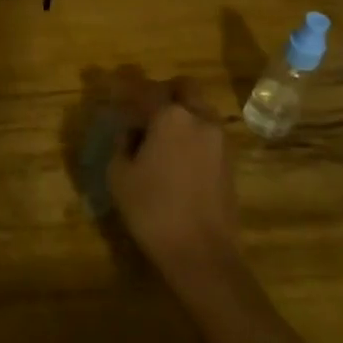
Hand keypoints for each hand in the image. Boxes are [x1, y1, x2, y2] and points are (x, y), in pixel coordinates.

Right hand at [107, 73, 239, 278]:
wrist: (202, 255)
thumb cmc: (152, 210)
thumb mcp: (120, 174)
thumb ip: (123, 143)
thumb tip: (131, 131)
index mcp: (170, 117)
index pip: (145, 89)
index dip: (126, 87)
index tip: (113, 89)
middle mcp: (199, 119)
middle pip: (183, 88)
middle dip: (162, 91)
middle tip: (142, 107)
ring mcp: (220, 140)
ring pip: (199, 108)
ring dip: (180, 111)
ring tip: (158, 133)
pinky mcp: (230, 162)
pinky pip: (207, 131)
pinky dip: (192, 131)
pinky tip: (175, 154)